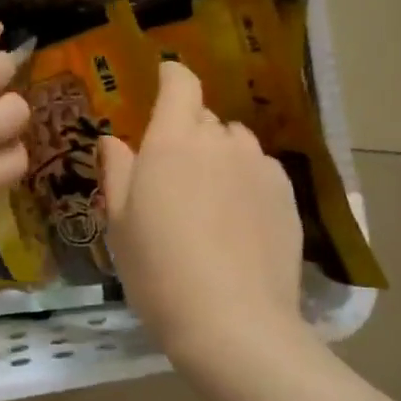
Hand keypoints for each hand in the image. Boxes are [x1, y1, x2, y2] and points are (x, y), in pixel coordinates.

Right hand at [101, 61, 303, 365]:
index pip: (180, 83)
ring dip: (219, 156)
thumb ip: (117, 171)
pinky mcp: (287, 194)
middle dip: (187, 131)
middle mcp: (221, 141)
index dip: (171, 78)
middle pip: (205, 117)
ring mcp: (259, 166)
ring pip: (235, 144)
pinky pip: (260, 170)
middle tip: (172, 175)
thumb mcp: (121, 223)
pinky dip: (245, 181)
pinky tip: (238, 221)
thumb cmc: (159, 270)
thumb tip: (113, 140)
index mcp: (173, 141)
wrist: (232, 322)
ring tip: (208, 200)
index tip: (162, 86)